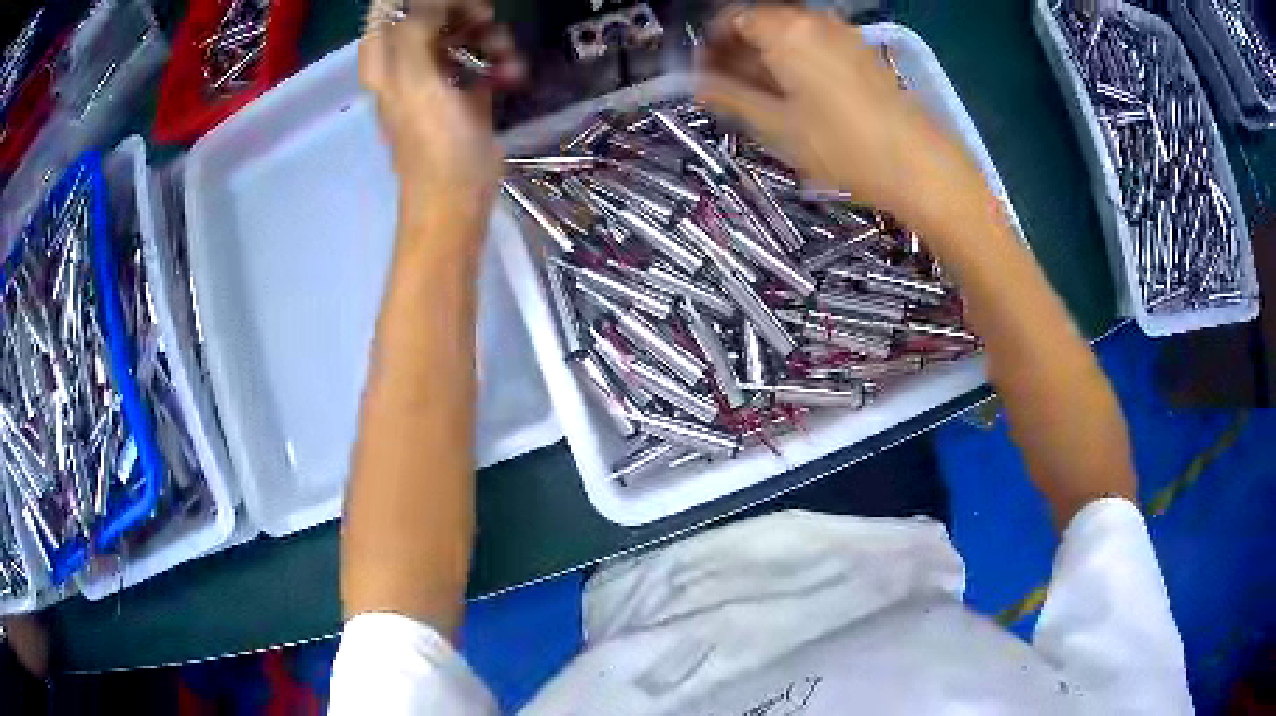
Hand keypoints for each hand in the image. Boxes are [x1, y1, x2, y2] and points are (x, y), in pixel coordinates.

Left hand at [360, 0, 524, 219]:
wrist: (458, 194)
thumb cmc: (432, 140)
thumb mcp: (416, 79)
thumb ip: (417, 30)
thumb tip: (432, 1)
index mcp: (386, 60)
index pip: (387, 10)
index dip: (415, 0)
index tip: (448, 4)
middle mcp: (407, 62)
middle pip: (430, 13)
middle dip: (461, 11)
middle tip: (484, 17)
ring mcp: (438, 75)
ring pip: (462, 32)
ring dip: (489, 36)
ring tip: (504, 54)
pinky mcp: (467, 89)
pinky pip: (483, 57)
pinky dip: (500, 60)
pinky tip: (511, 73)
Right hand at [697, 6, 987, 229]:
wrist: (919, 166)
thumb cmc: (842, 146)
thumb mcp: (776, 126)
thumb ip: (729, 97)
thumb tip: (697, 83)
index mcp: (786, 30)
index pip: (731, 18)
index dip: (710, 45)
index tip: (703, 74)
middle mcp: (814, 21)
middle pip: (762, 23)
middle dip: (739, 51)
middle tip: (728, 89)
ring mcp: (844, 35)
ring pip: (790, 35)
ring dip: (768, 57)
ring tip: (762, 97)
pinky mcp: (863, 53)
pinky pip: (817, 45)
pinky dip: (797, 61)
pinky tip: (799, 95)